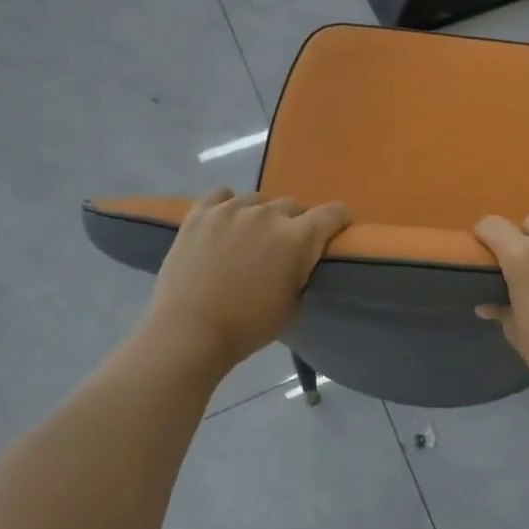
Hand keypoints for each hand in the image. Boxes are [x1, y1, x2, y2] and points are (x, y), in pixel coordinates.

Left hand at [145, 189, 350, 366]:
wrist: (189, 333)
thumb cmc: (248, 327)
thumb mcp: (294, 305)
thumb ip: (302, 272)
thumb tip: (299, 261)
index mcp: (298, 238)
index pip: (333, 213)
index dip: (339, 220)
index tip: (337, 231)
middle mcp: (268, 214)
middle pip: (294, 205)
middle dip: (296, 223)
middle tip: (285, 247)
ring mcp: (231, 210)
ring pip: (258, 200)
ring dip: (262, 216)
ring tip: (251, 237)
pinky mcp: (200, 214)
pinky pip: (221, 195)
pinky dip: (228, 205)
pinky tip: (225, 222)